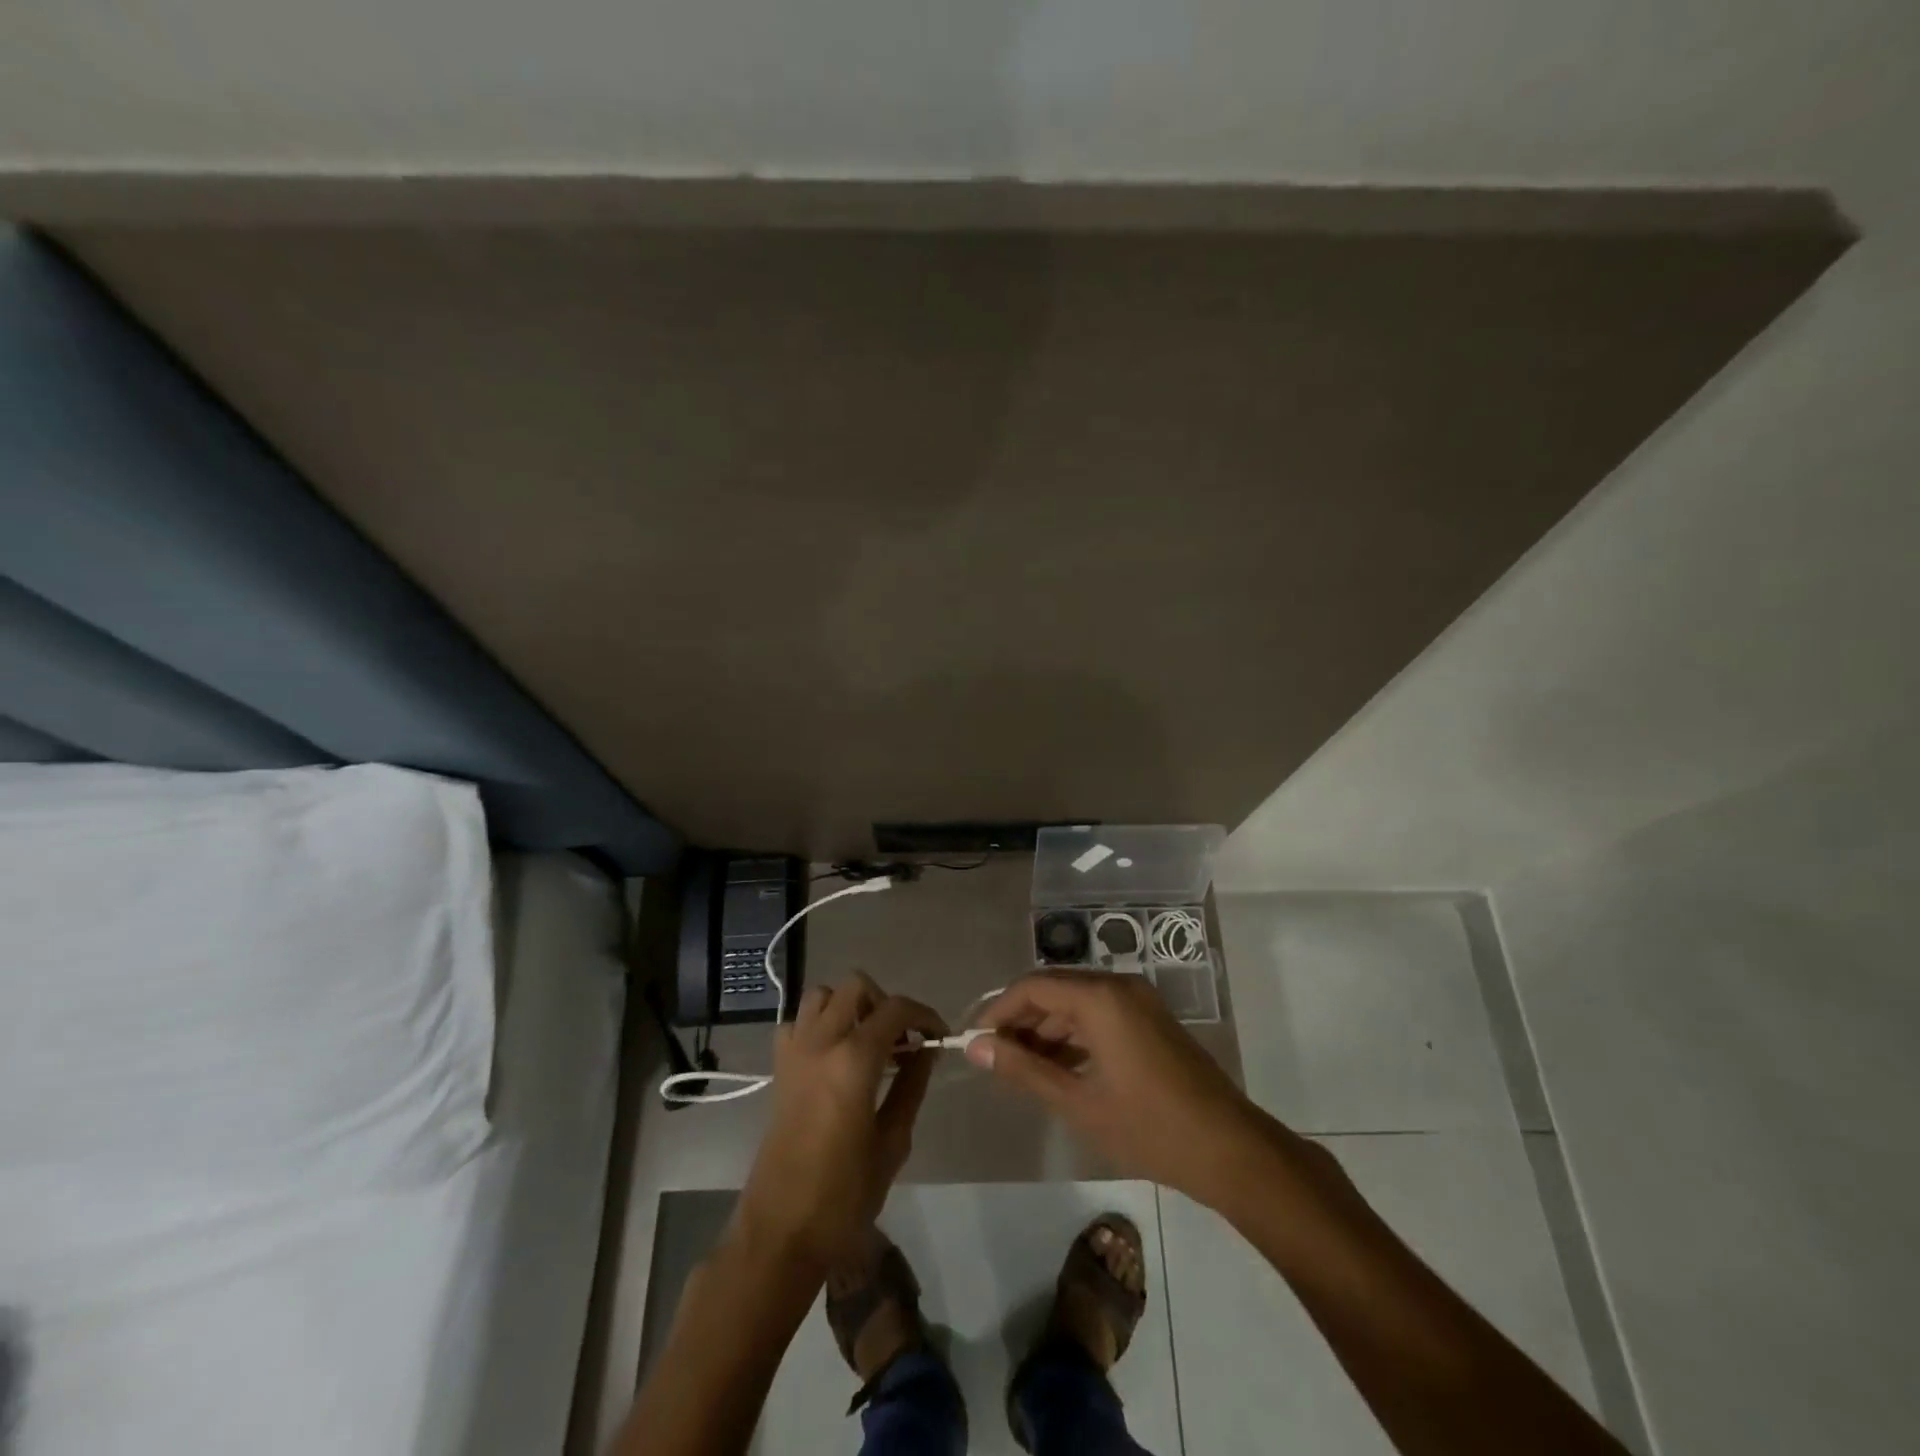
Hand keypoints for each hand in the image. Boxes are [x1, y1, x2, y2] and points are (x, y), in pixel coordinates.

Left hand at [736, 973, 946, 1269]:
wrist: (780, 1233)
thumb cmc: (844, 1197)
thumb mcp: (892, 1143)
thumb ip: (911, 1086)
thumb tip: (925, 1050)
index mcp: (853, 1060)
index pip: (896, 1008)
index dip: (924, 1015)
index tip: (939, 1037)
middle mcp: (820, 1043)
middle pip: (856, 987)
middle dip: (885, 1004)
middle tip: (903, 1041)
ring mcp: (794, 1052)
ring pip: (822, 995)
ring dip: (850, 1006)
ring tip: (869, 1042)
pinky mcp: (778, 1069)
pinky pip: (798, 1023)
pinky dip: (819, 1026)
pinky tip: (835, 1057)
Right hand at [965, 972, 1280, 1202]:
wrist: (1229, 1149)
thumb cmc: (1149, 1127)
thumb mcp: (1078, 1101)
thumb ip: (1024, 1069)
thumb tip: (976, 1047)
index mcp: (1100, 997)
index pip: (1032, 987)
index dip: (998, 1012)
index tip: (974, 1043)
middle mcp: (1118, 986)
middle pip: (1054, 990)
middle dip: (1021, 1021)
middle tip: (994, 1059)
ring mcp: (1139, 1001)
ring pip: (1076, 1003)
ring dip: (1046, 1030)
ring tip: (1021, 1069)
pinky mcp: (1150, 1019)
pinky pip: (1100, 1014)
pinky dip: (1074, 1035)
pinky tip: (1059, 1068)